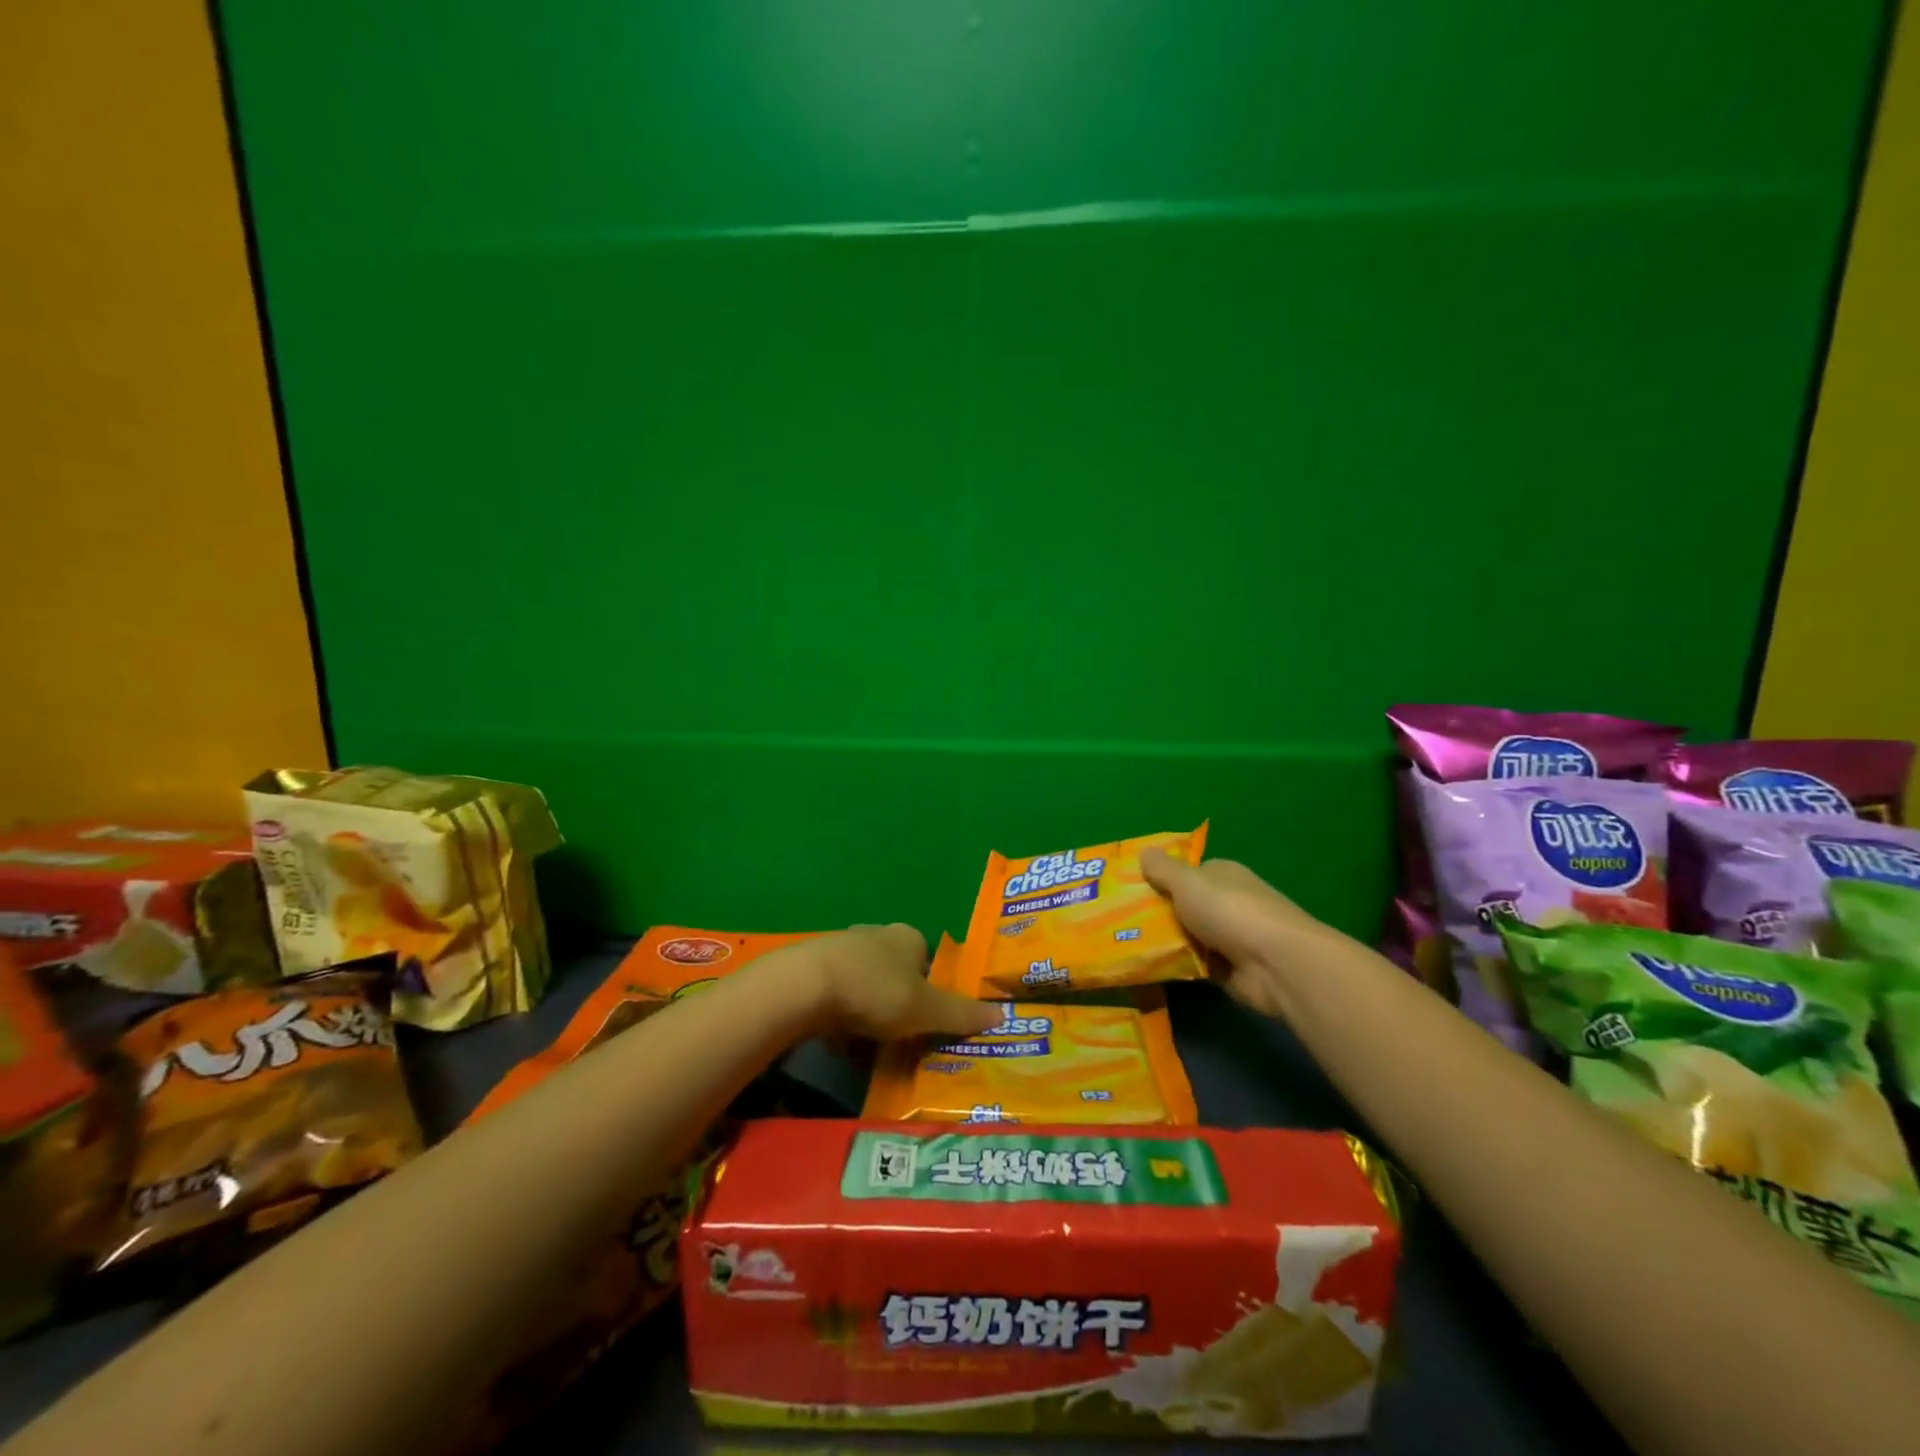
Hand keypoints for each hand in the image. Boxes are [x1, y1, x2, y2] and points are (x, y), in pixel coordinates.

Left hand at [799, 925, 1000, 1041]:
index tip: (927, 1020)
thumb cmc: (875, 991)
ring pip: (864, 982)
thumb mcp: (926, 1009)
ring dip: (867, 1010)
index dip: (930, 990)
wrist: (805, 986)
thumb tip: (1004, 1015)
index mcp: (907, 937)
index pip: (928, 960)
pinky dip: (840, 1015)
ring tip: (867, 1045)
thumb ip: (961, 1014)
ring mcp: (841, 947)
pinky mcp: (812, 965)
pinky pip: (835, 993)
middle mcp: (876, 934)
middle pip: (895, 971)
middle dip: (897, 1002)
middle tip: (900, 1037)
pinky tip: (836, 1040)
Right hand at [1140, 851, 1342, 1018]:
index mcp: (1222, 875)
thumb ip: (1163, 869)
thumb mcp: (1188, 882)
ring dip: (1165, 943)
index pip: (1186, 874)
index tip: (1128, 891)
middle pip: (1185, 906)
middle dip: (1157, 914)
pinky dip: (1177, 967)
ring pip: (1187, 937)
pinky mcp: (1231, 970)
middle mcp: (1228, 902)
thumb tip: (1144, 851)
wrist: (1275, 963)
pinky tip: (1149, 968)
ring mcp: (1231, 938)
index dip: (1159, 880)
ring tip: (1125, 946)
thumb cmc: (1230, 911)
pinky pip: (1194, 965)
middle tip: (1118, 922)